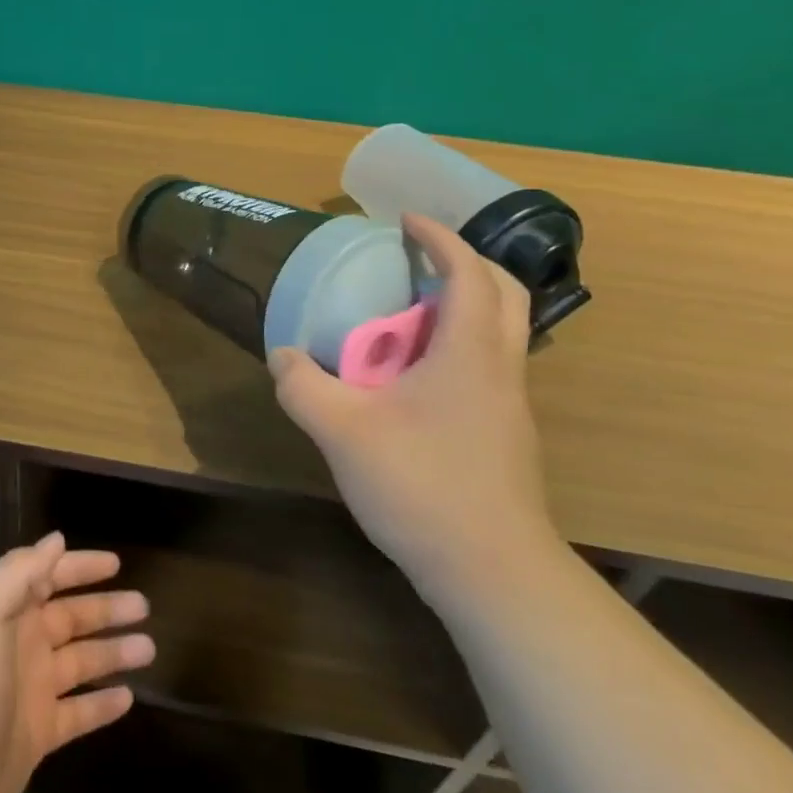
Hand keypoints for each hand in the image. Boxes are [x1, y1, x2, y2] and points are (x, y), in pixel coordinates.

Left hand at [0, 531, 153, 792]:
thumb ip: (20, 573)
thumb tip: (57, 539)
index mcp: (5, 613)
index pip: (48, 578)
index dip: (79, 567)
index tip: (116, 563)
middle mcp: (20, 645)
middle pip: (71, 618)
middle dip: (106, 609)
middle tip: (144, 605)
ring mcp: (30, 691)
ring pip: (81, 663)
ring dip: (113, 653)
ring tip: (149, 647)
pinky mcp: (37, 735)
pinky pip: (78, 713)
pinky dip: (102, 705)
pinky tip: (130, 698)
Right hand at [269, 213, 558, 603]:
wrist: (493, 572)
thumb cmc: (422, 485)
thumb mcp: (342, 431)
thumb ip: (303, 386)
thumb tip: (283, 356)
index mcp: (470, 351)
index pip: (467, 272)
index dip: (439, 237)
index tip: (405, 220)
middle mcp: (501, 367)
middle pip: (503, 292)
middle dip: (464, 262)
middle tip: (418, 259)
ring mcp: (510, 404)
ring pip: (501, 332)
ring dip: (463, 306)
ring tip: (410, 313)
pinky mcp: (506, 435)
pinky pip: (488, 366)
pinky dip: (459, 346)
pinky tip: (416, 376)